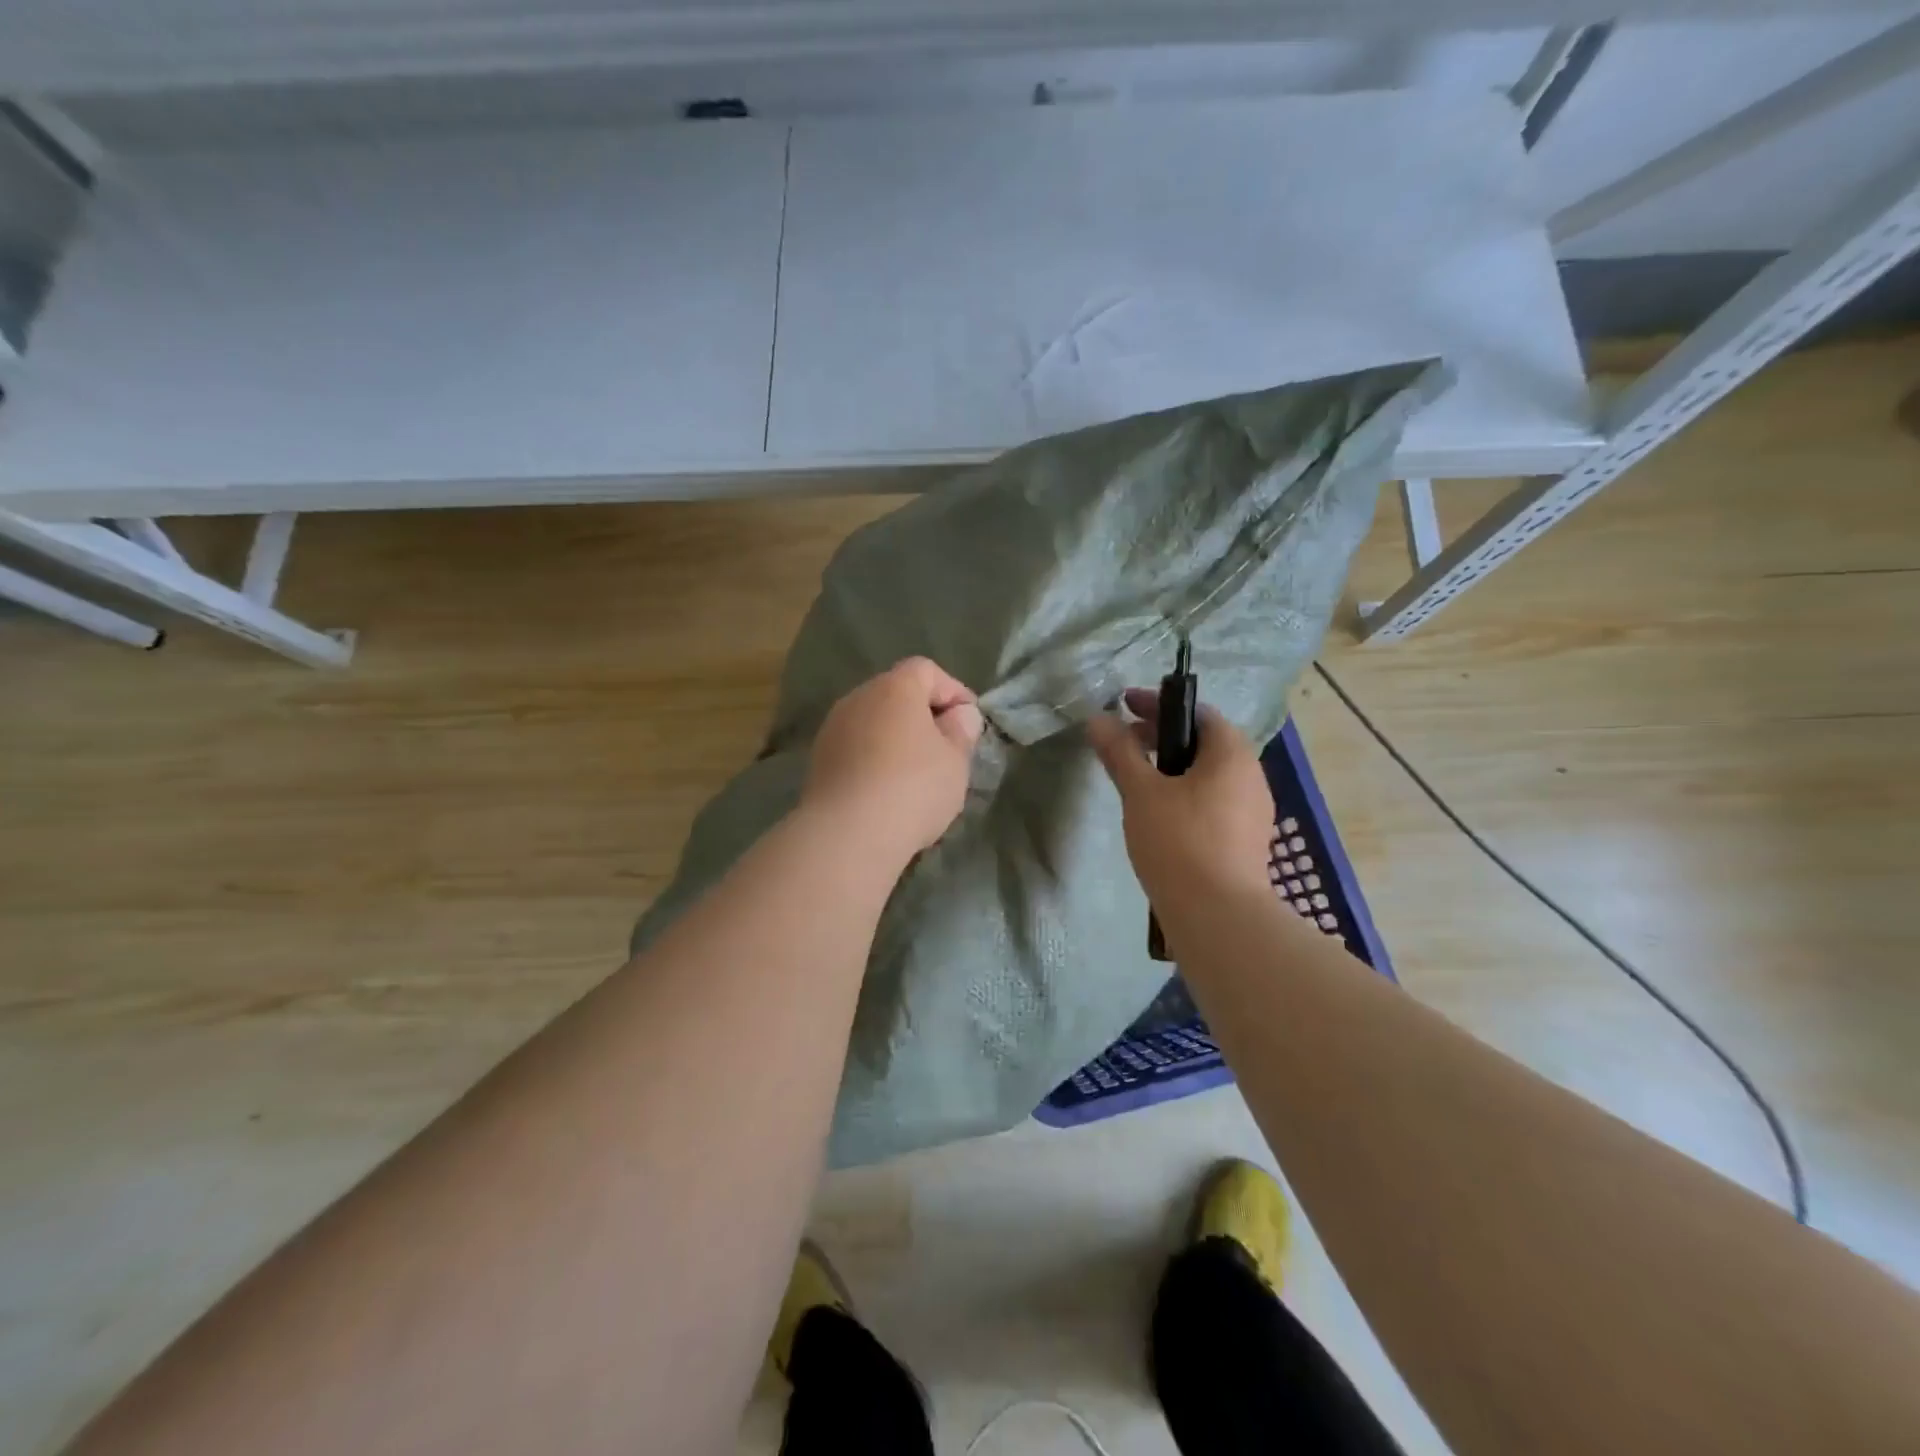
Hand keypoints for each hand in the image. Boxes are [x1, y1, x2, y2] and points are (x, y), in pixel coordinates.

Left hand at [802, 658, 983, 867]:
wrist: (847, 834)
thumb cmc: (913, 788)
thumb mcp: (955, 761)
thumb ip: (962, 731)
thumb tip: (960, 715)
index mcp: (894, 688)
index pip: (926, 670)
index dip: (952, 691)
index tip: (969, 722)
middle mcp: (858, 698)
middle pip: (896, 693)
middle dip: (923, 715)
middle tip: (946, 748)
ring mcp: (833, 728)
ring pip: (873, 722)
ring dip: (896, 738)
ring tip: (917, 773)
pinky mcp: (818, 760)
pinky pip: (856, 748)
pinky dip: (874, 758)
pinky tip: (887, 789)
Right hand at [1087, 688, 1274, 904]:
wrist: (1218, 916)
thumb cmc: (1179, 841)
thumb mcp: (1141, 792)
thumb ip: (1120, 753)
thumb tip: (1098, 719)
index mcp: (1232, 754)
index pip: (1198, 712)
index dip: (1159, 705)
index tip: (1124, 706)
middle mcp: (1251, 776)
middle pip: (1205, 742)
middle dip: (1163, 737)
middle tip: (1125, 743)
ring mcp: (1253, 811)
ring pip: (1209, 775)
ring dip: (1173, 768)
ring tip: (1137, 780)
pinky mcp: (1246, 841)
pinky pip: (1213, 801)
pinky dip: (1185, 794)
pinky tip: (1160, 815)